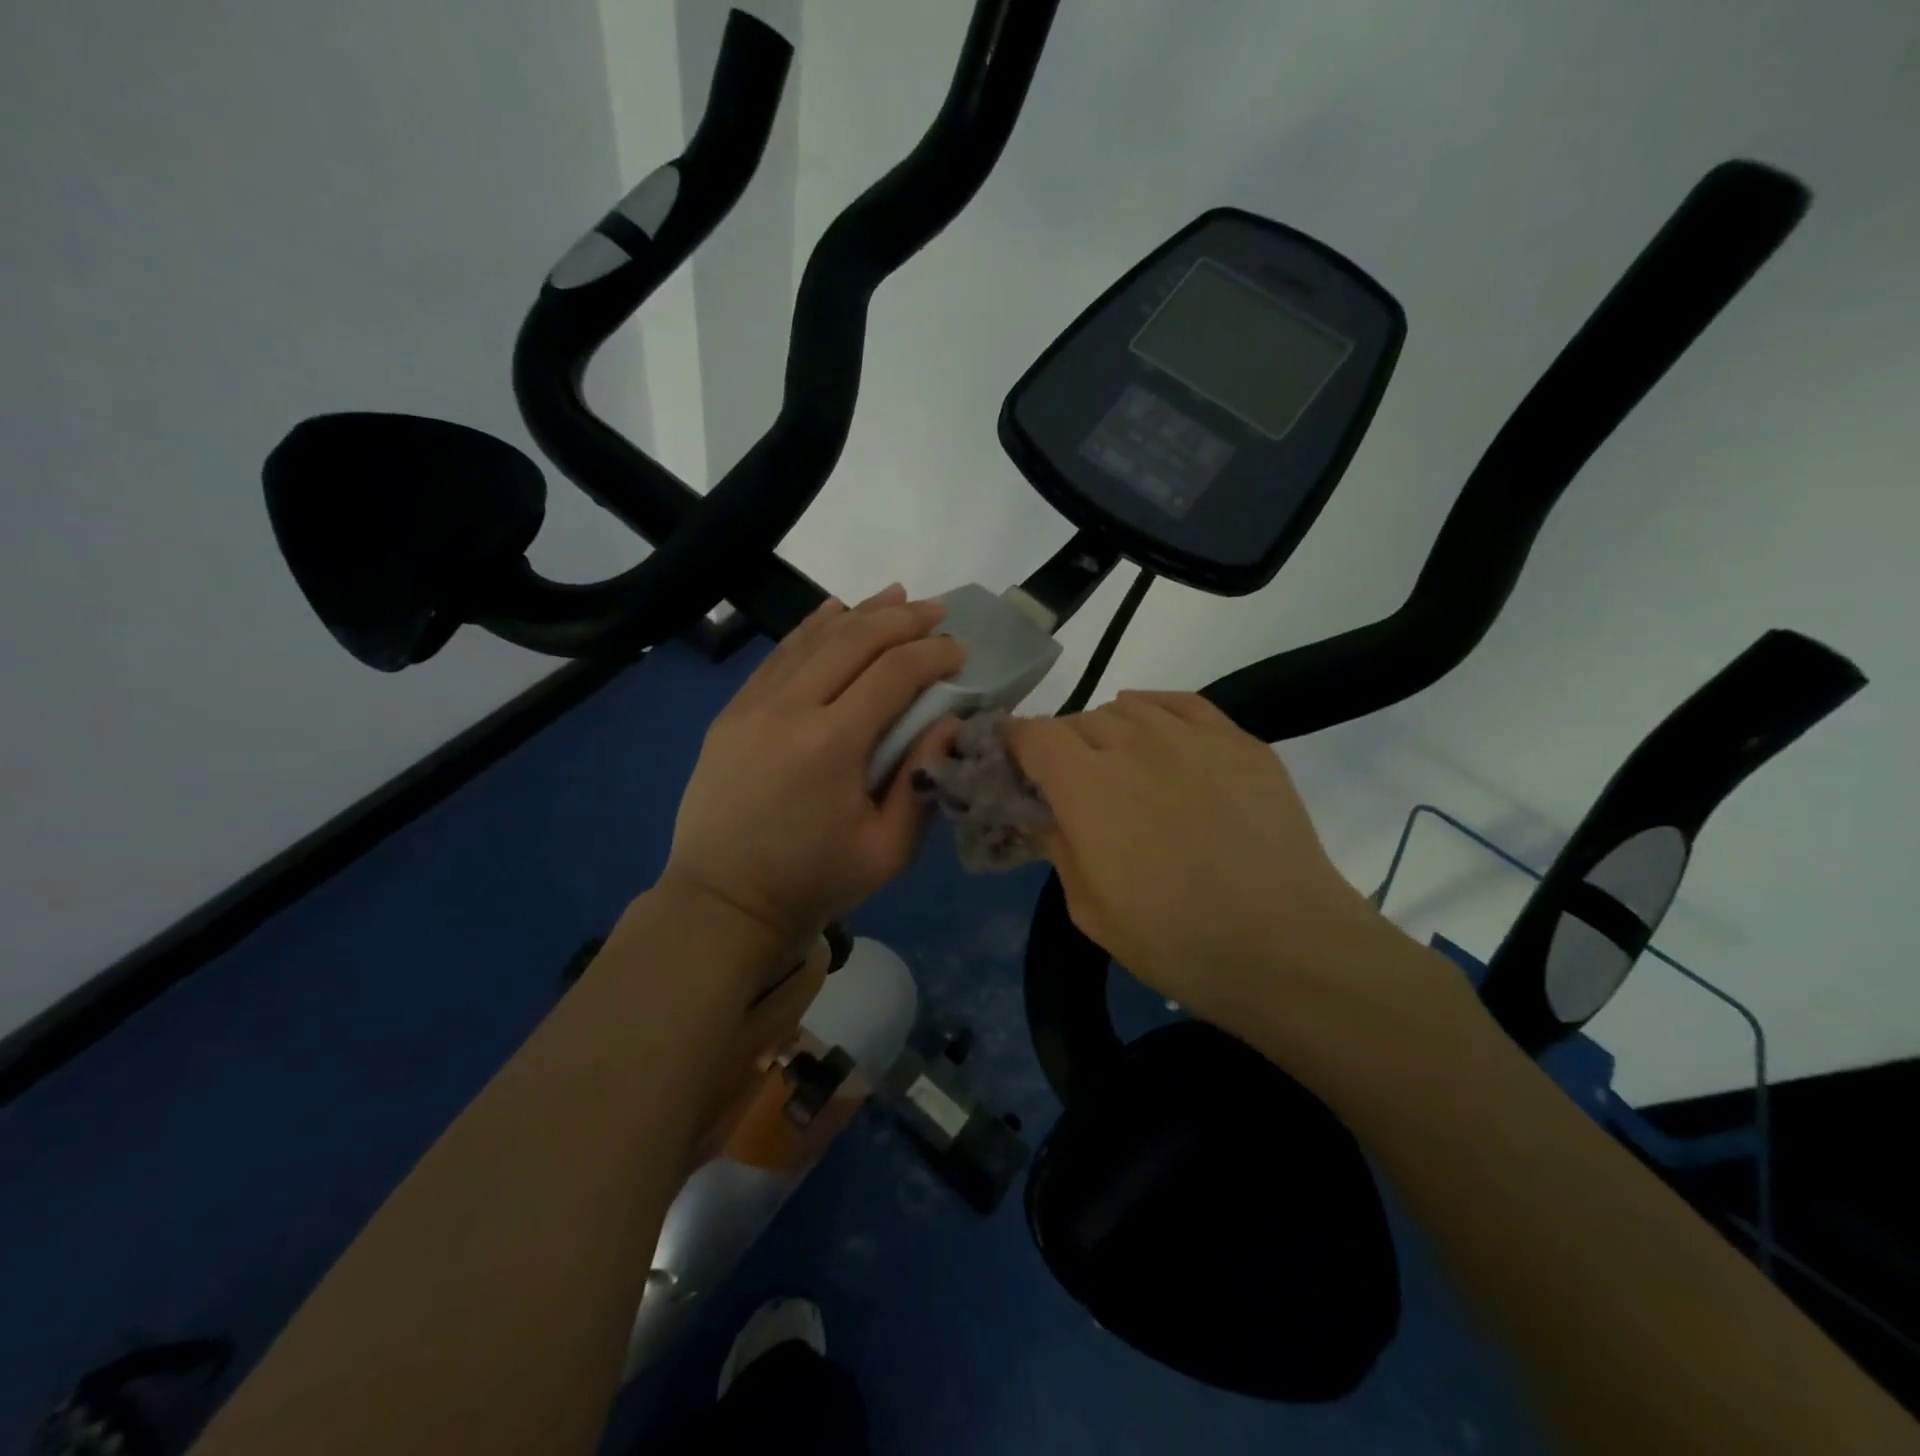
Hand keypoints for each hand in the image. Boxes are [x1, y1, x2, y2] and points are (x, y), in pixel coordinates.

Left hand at [661, 586, 963, 956]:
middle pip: (853, 641)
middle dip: (901, 620)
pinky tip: (834, 612)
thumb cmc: (814, 882)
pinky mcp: (732, 712)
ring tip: (896, 595)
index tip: (960, 650)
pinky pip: (778, 656)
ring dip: (859, 613)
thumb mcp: (888, 849)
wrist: (723, 902)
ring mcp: (752, 706)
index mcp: (831, 744)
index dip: (932, 654)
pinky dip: (810, 628)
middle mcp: (789, 709)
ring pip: (812, 639)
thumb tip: (950, 722)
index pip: (893, 674)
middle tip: (937, 610)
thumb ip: (923, 780)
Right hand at [1009, 692, 1447, 1062]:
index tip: (1015, 764)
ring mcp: (1192, 737)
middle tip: (1073, 786)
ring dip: (1109, 732)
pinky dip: (1155, 711)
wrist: (1287, 947)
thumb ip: (1057, 846)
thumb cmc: (1175, 941)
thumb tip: (1042, 812)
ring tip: (1119, 765)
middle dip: (1063, 747)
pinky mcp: (1239, 740)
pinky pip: (1182, 703)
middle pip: (1079, 719)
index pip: (1034, 734)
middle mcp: (1135, 744)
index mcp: (1087, 786)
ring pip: (1128, 707)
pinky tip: (1155, 732)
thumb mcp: (1089, 909)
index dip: (1015, 744)